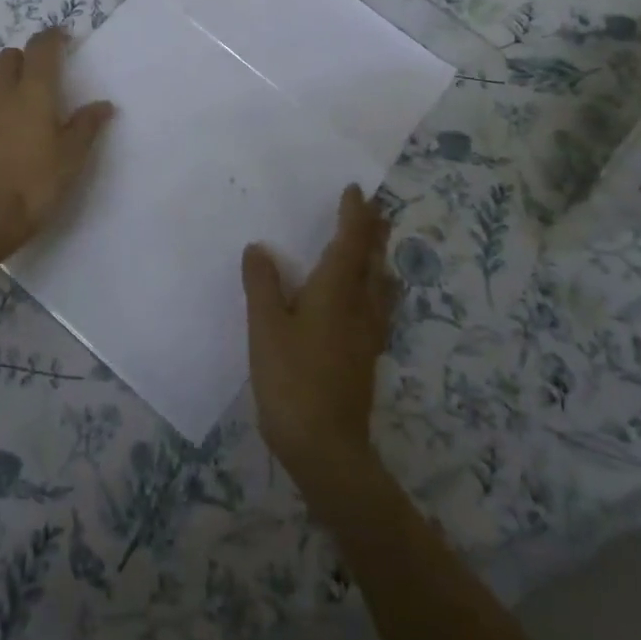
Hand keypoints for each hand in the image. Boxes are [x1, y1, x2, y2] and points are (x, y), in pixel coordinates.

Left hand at [0, 27, 113, 258]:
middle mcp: (1, 90)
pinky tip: (3, 119)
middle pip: (10, 56)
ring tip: (19, 93)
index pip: (41, 48)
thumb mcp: (71, 157)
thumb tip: (103, 104)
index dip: (53, 37)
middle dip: (27, 57)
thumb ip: (86, 126)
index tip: (65, 38)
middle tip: (44, 74)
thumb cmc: (34, 182)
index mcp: (33, 90)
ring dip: (3, 73)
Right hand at [242, 185, 394, 487]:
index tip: (357, 190)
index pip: (351, 242)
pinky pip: (379, 308)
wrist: (327, 449)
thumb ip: (262, 285)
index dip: (354, 215)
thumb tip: (259, 248)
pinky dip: (377, 289)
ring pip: (382, 286)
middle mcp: (360, 306)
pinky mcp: (367, 357)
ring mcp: (369, 334)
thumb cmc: (292, 380)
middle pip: (374, 260)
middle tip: (376, 210)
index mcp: (337, 291)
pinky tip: (367, 302)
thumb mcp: (266, 328)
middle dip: (375, 232)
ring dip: (380, 260)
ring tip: (375, 249)